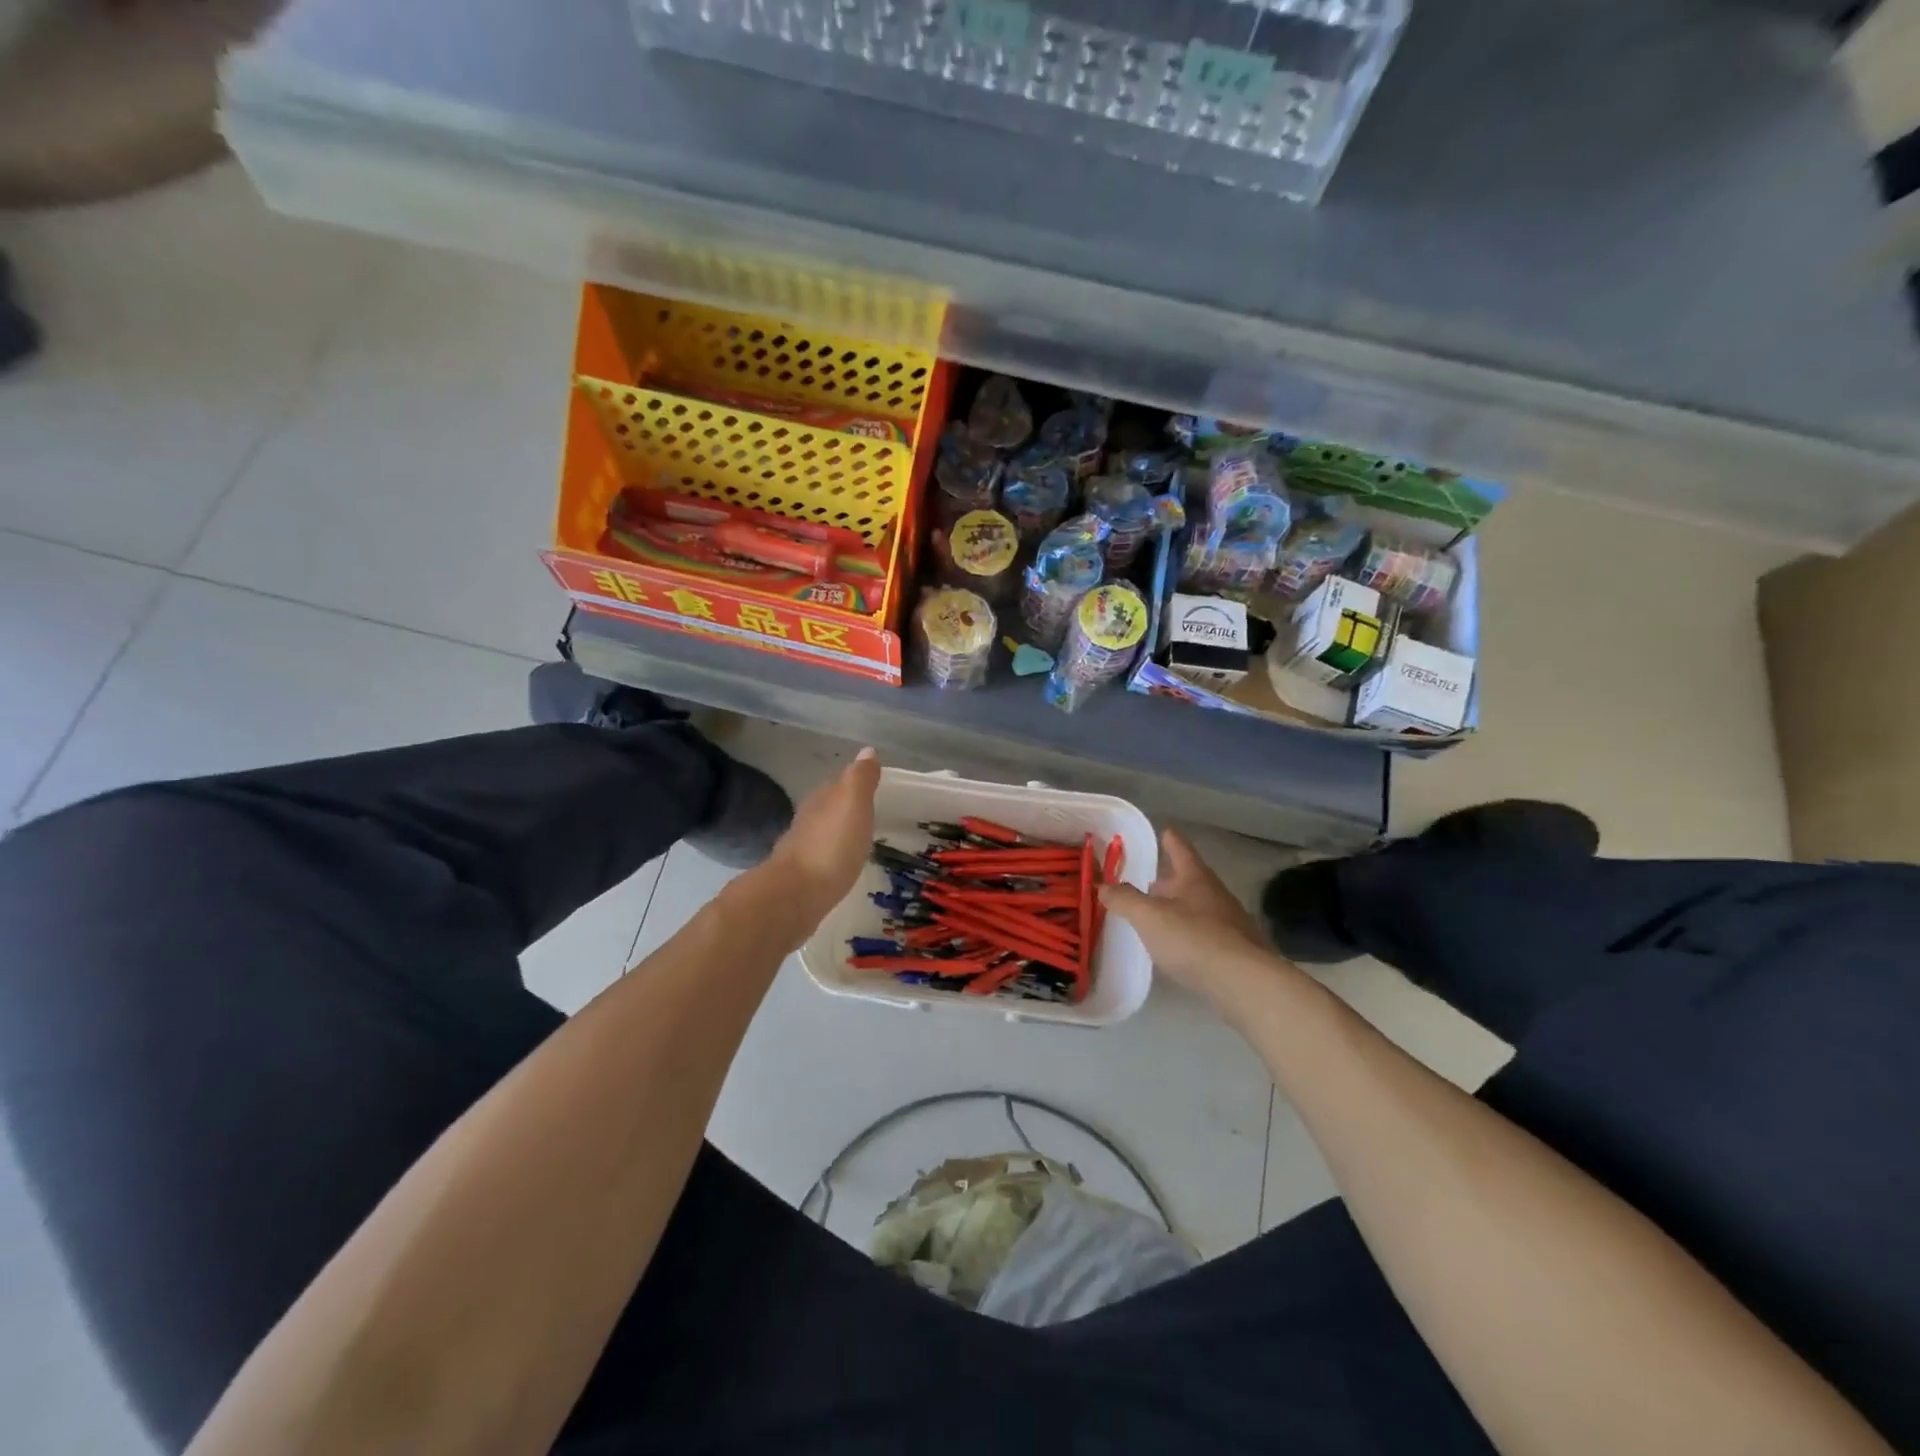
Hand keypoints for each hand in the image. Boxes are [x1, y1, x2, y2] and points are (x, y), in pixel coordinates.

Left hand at [763, 747, 879, 920]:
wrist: (796, 894)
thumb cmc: (831, 845)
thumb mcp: (853, 804)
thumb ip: (860, 778)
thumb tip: (867, 750)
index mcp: (822, 799)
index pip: (838, 784)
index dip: (855, 785)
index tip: (873, 790)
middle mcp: (807, 819)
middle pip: (828, 808)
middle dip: (845, 810)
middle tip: (868, 816)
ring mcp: (800, 849)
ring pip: (822, 833)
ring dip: (837, 835)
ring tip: (858, 841)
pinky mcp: (800, 876)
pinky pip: (820, 859)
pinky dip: (831, 858)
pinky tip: (840, 866)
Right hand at [1099, 829, 1281, 1006]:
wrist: (1244, 982)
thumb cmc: (1193, 938)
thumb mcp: (1149, 917)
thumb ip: (1124, 900)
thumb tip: (1103, 885)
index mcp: (1195, 878)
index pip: (1180, 849)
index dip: (1170, 839)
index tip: (1165, 829)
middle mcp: (1216, 894)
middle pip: (1190, 879)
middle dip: (1170, 880)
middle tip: (1150, 880)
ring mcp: (1231, 923)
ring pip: (1199, 907)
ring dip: (1180, 908)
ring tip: (1159, 916)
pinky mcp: (1237, 951)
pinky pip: (1207, 934)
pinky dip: (1190, 934)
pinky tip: (1179, 947)